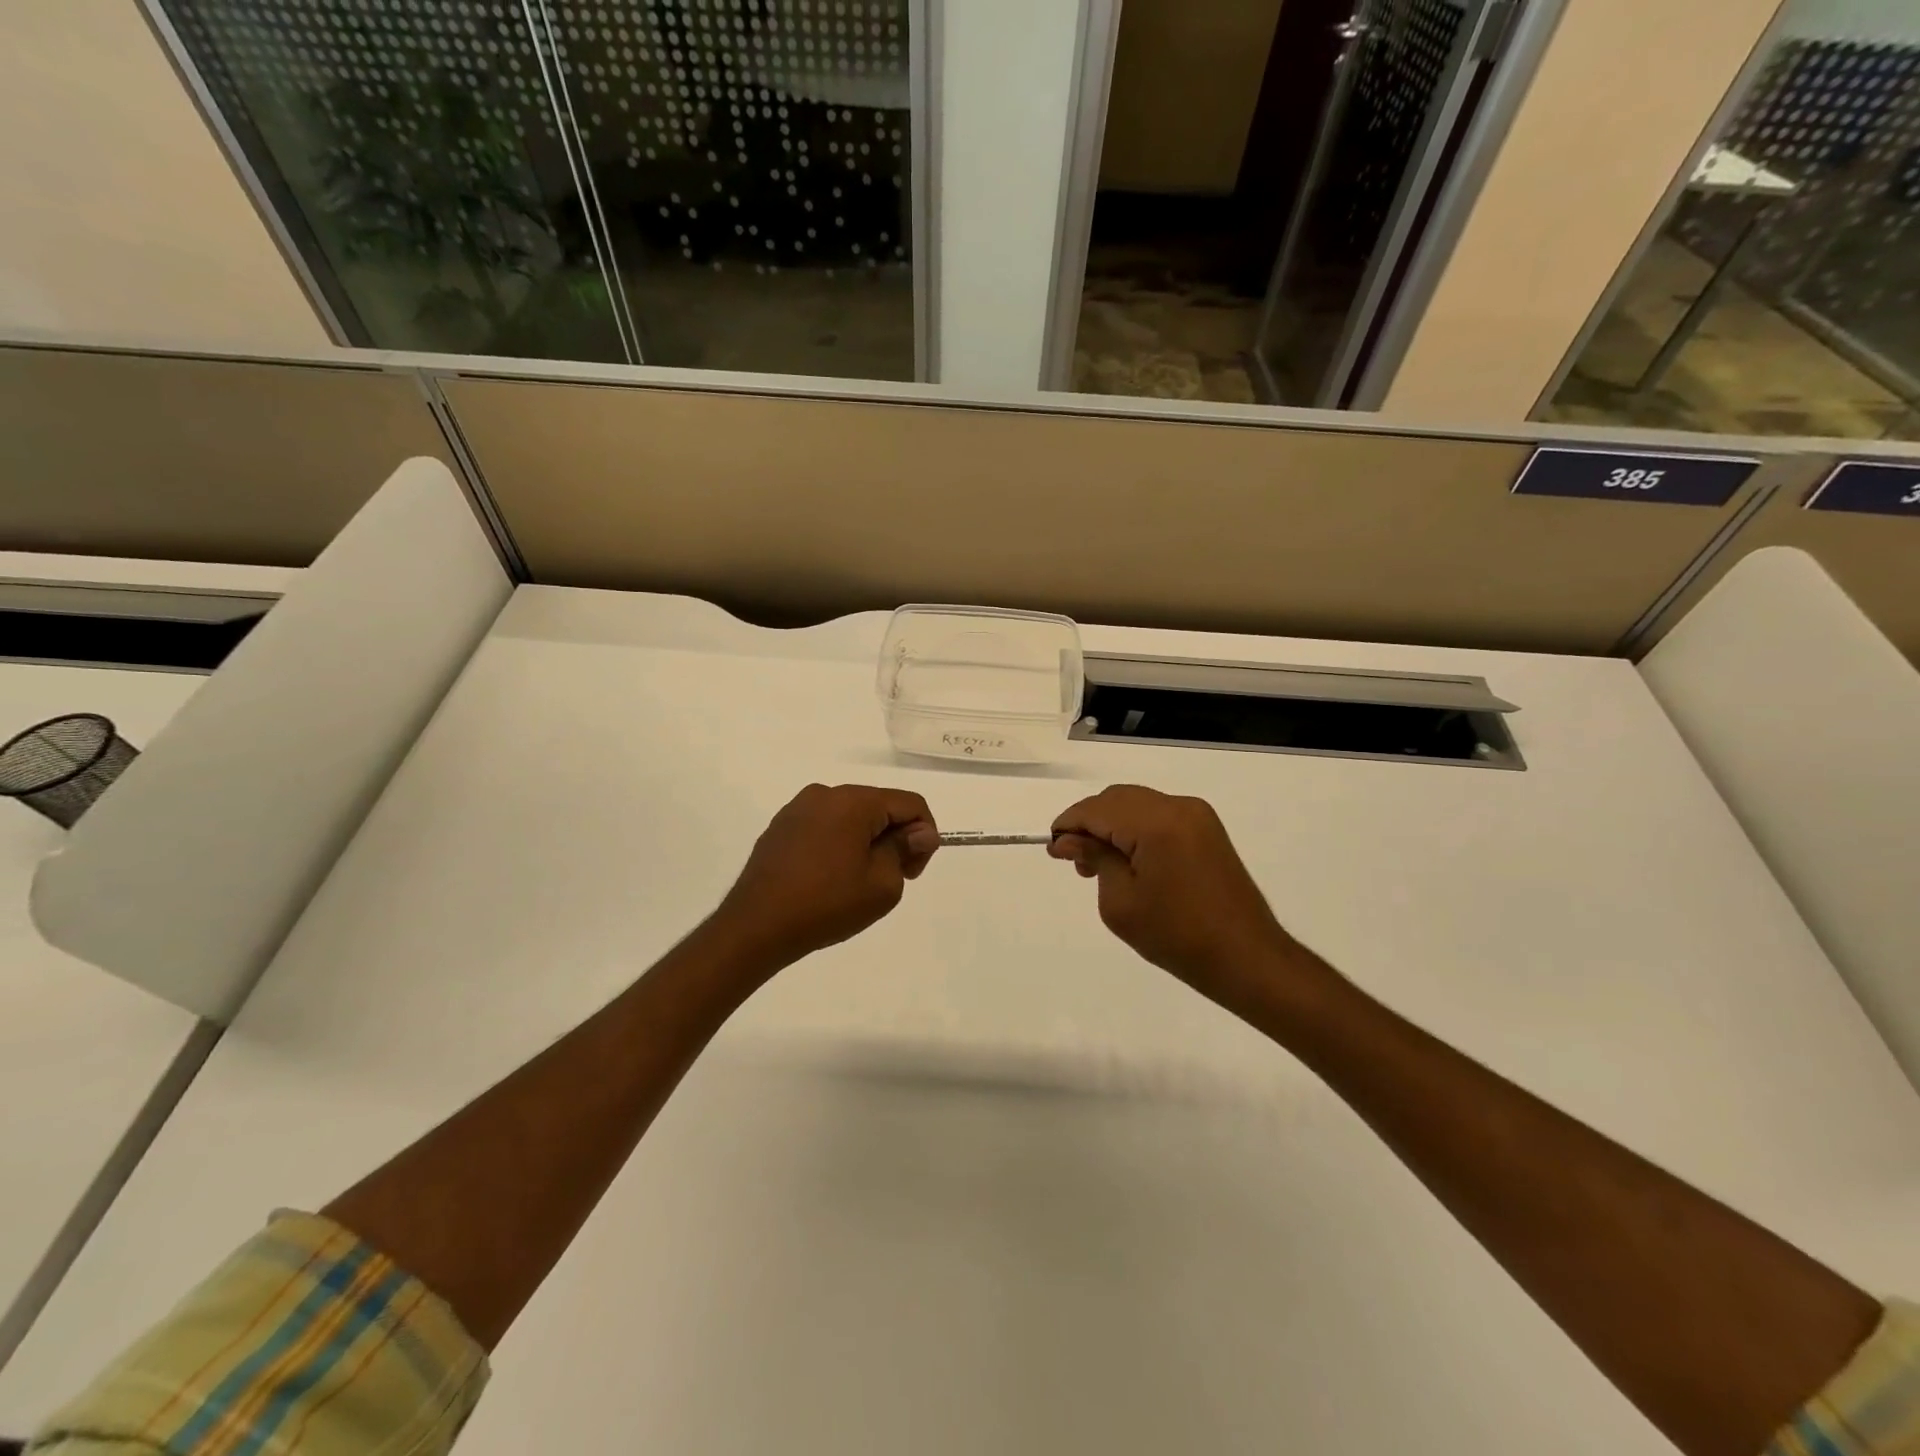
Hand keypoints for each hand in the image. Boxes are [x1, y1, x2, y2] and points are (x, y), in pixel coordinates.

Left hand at [713, 784, 938, 968]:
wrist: (756, 926)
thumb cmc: (827, 904)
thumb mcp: (882, 884)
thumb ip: (906, 850)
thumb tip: (920, 833)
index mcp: (854, 801)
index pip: (910, 803)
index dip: (924, 835)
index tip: (913, 871)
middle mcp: (825, 794)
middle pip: (880, 806)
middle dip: (896, 838)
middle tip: (893, 879)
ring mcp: (798, 809)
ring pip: (851, 817)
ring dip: (867, 841)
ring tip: (858, 883)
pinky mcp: (780, 827)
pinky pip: (824, 826)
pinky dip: (839, 845)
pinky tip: (830, 879)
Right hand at [1049, 785, 1297, 1002]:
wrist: (1246, 958)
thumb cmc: (1177, 936)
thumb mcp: (1120, 902)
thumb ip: (1094, 859)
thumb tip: (1069, 840)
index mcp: (1155, 823)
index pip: (1096, 809)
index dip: (1069, 825)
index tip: (1053, 850)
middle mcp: (1178, 807)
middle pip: (1117, 799)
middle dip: (1090, 823)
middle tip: (1076, 862)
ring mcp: (1197, 815)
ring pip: (1137, 804)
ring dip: (1112, 825)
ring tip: (1099, 865)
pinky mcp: (1207, 829)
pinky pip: (1159, 816)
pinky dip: (1136, 829)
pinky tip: (1129, 860)